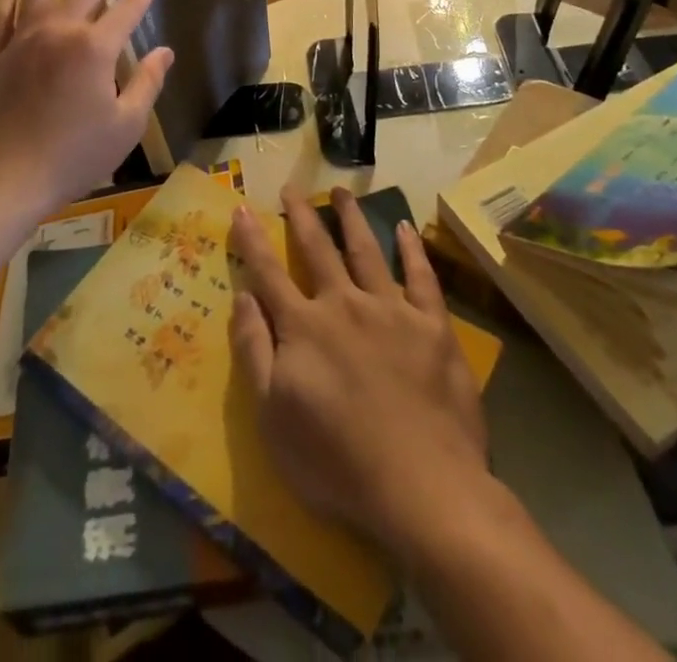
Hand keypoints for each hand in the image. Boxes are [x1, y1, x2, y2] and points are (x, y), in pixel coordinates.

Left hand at [0, 0, 173, 216]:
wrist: (9, 177)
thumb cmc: (75, 156)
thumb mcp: (125, 125)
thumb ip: (147, 83)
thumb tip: (165, 51)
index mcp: (95, 48)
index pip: (129, 6)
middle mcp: (60, 31)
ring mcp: (25, 38)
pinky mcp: (0, 52)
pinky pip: (2, 10)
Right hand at [229, 189, 489, 554]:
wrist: (421, 488)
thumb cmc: (337, 462)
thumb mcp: (273, 417)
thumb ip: (254, 351)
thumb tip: (243, 296)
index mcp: (304, 326)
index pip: (269, 272)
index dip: (253, 239)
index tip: (243, 207)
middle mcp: (344, 304)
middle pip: (318, 248)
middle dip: (301, 214)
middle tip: (292, 187)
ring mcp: (392, 310)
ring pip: (366, 250)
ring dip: (352, 217)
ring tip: (342, 190)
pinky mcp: (433, 326)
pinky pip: (421, 277)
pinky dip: (412, 250)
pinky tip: (405, 228)